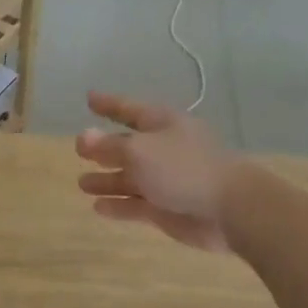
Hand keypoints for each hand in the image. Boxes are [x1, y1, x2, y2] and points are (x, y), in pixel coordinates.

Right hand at [75, 92, 234, 251]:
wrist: (228, 208)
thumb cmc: (183, 168)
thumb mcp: (140, 151)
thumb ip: (109, 146)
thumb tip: (84, 136)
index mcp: (163, 125)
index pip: (129, 109)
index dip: (109, 104)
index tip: (89, 98)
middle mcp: (163, 149)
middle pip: (129, 146)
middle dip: (105, 147)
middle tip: (78, 150)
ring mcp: (166, 180)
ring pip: (130, 178)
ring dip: (106, 180)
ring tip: (82, 183)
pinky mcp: (166, 208)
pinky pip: (136, 205)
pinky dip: (118, 205)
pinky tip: (98, 208)